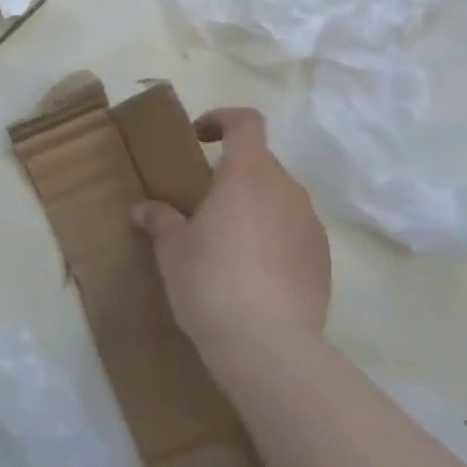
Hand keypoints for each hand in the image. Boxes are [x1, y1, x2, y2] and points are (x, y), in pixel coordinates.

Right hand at [131, 107, 330, 359]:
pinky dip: (276, 238)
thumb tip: (142, 209)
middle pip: (261, 162)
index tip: (199, 138)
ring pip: (280, 198)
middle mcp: (286, 188)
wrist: (270, 347)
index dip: (222, 119)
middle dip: (234, 174)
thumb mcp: (172, 250)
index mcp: (247, 173)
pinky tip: (256, 274)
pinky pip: (296, 232)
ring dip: (256, 207)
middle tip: (206, 204)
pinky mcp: (324, 259)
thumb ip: (160, 220)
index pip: (246, 122)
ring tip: (230, 243)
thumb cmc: (211, 282)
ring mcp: (310, 224)